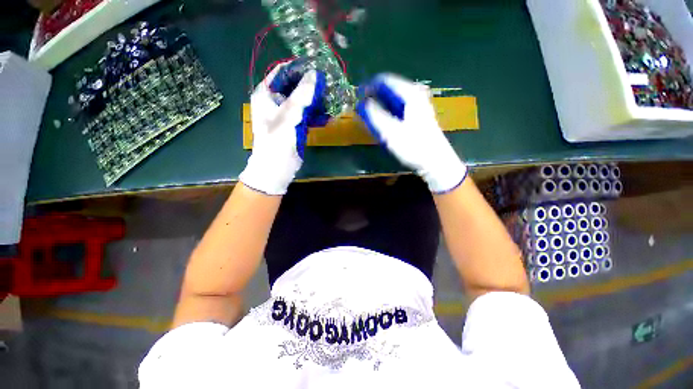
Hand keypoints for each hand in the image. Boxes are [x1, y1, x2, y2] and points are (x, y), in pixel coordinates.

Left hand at [239, 61, 326, 194]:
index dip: (299, 68)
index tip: (317, 67)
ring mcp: (286, 114)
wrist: (276, 169)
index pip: (282, 72)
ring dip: (316, 101)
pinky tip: (328, 116)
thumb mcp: (289, 116)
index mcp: (266, 94)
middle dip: (311, 86)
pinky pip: (307, 114)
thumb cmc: (277, 141)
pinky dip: (316, 114)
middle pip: (294, 86)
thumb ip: (302, 95)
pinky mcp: (295, 125)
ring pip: (303, 101)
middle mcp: (275, 101)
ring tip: (331, 99)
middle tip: (328, 85)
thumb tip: (315, 74)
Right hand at [356, 74, 466, 192]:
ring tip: (369, 116)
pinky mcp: (418, 115)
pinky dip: (388, 112)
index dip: (369, 86)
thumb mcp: (390, 132)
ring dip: (380, 106)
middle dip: (374, 97)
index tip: (357, 96)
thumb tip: (362, 103)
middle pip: (390, 89)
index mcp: (410, 94)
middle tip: (362, 109)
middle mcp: (415, 94)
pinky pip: (399, 108)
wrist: (435, 161)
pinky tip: (383, 122)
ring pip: (394, 99)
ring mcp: (419, 105)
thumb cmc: (413, 146)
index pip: (385, 80)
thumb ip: (374, 115)